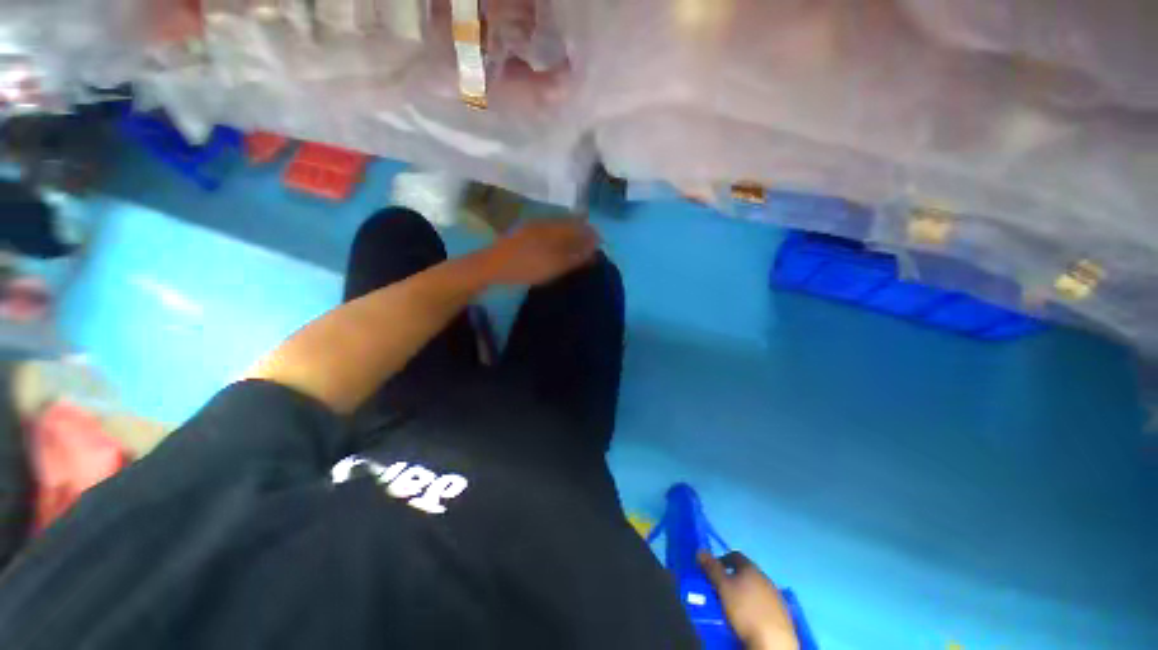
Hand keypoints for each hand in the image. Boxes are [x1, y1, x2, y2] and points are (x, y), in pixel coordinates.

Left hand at [477, 218, 599, 285]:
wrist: (492, 265)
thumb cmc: (526, 267)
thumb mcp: (555, 265)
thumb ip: (576, 257)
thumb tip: (594, 250)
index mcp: (554, 228)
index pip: (579, 226)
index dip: (591, 235)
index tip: (599, 244)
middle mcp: (545, 223)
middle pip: (569, 224)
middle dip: (581, 234)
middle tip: (589, 248)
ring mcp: (533, 227)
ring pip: (558, 227)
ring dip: (570, 235)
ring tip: (576, 248)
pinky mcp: (524, 233)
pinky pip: (548, 231)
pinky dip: (558, 237)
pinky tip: (556, 246)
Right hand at [699, 551, 799, 649]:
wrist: (773, 641)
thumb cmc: (745, 610)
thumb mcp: (723, 587)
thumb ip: (712, 568)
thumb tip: (700, 550)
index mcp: (751, 568)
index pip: (734, 555)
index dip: (721, 560)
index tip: (712, 571)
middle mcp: (764, 577)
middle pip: (745, 572)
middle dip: (732, 578)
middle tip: (719, 590)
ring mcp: (775, 595)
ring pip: (755, 588)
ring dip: (743, 592)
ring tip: (732, 606)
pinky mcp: (781, 612)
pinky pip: (763, 603)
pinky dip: (754, 605)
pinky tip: (748, 617)